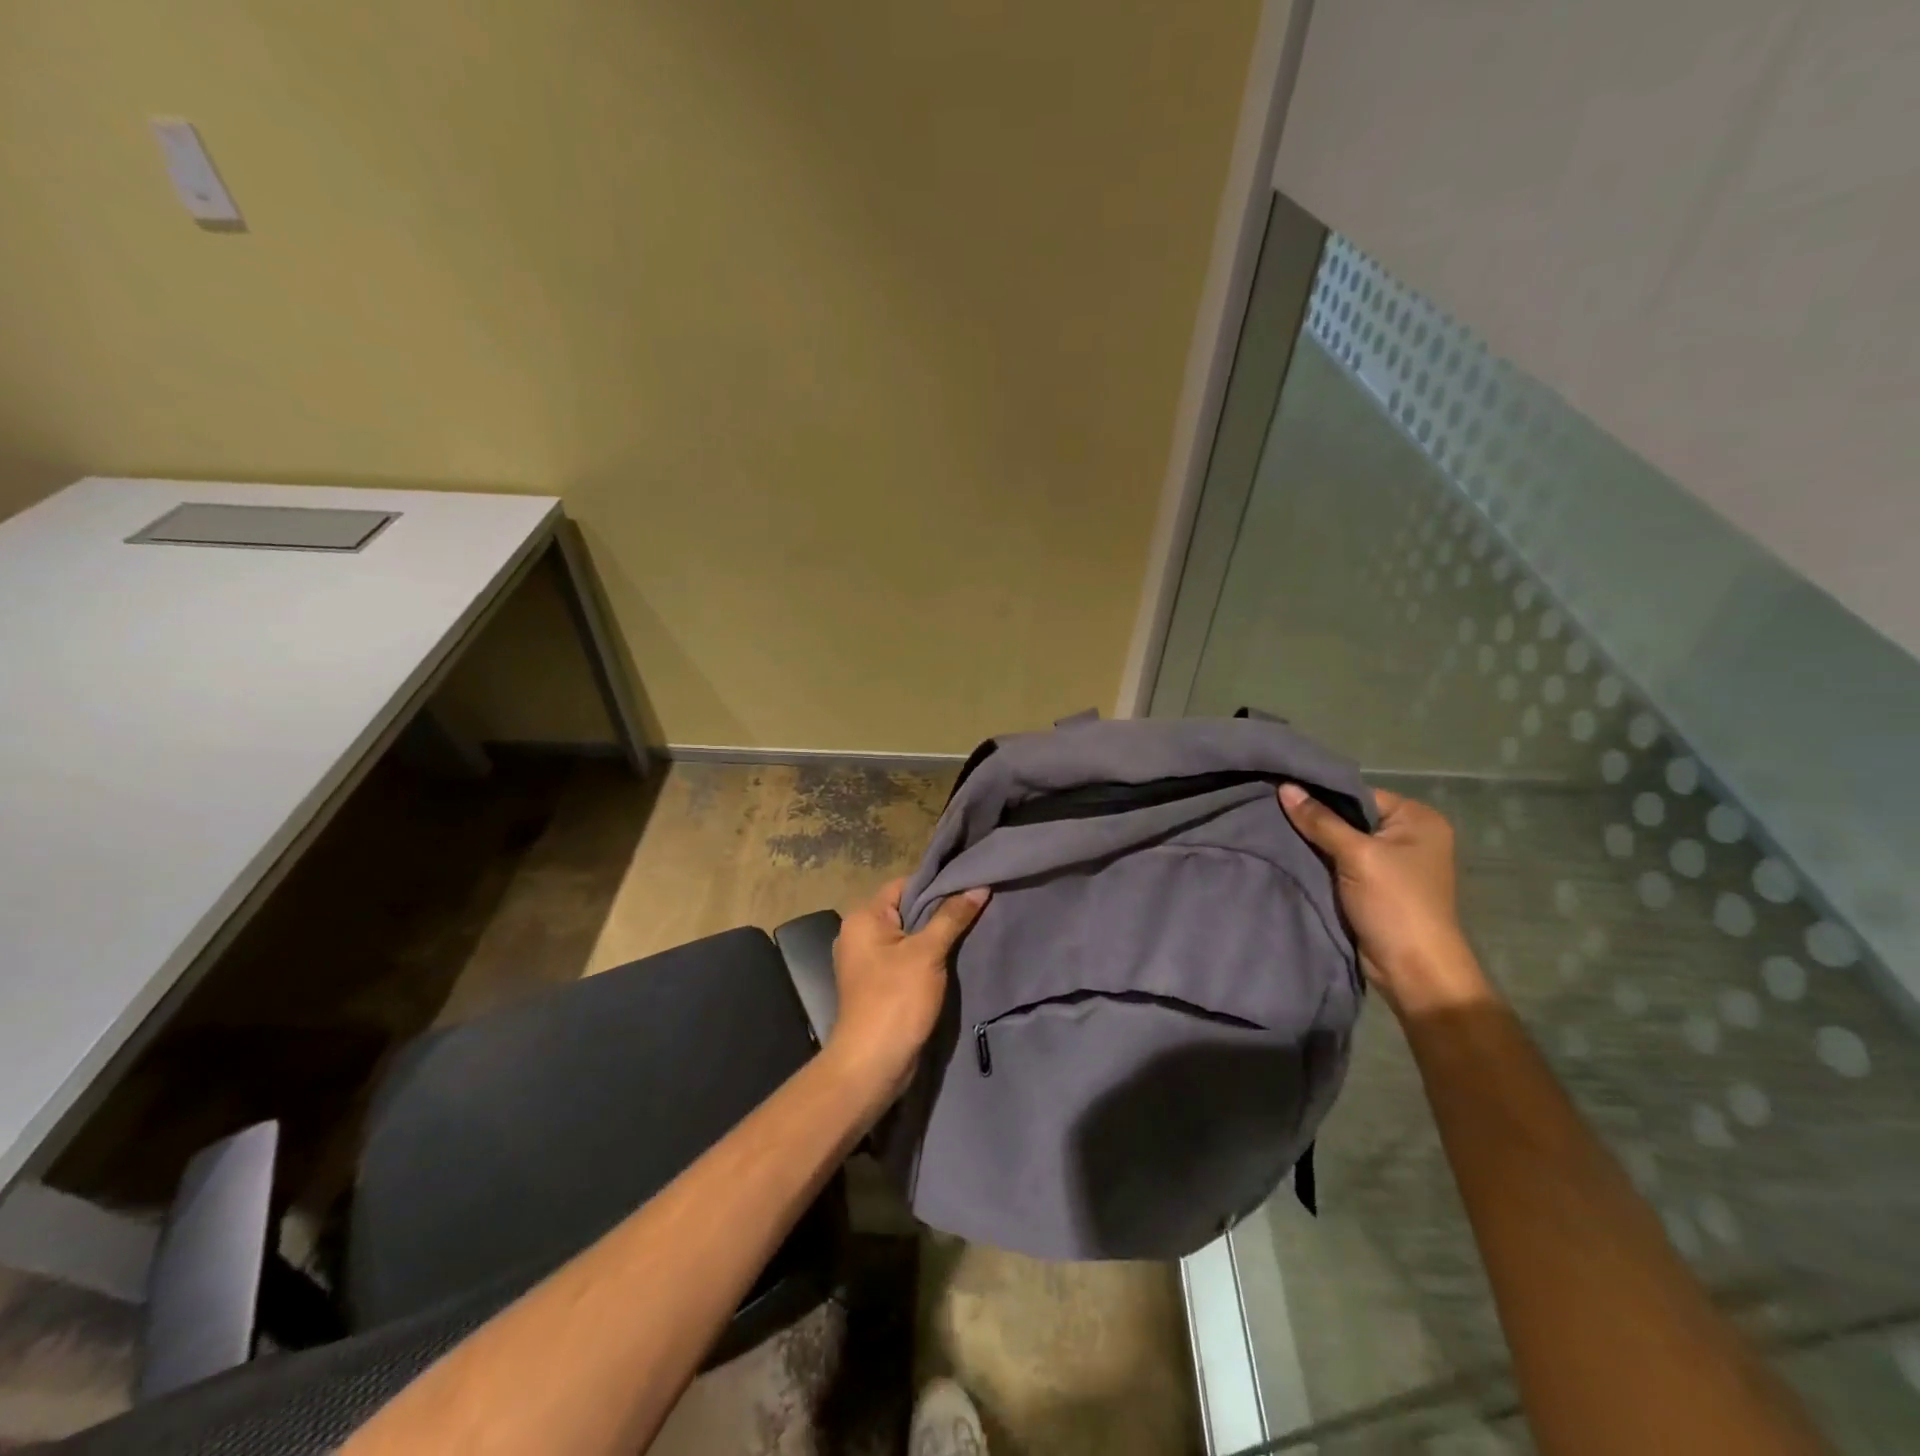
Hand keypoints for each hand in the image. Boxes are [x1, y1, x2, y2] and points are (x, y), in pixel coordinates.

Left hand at [825, 878, 989, 1102]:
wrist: (873, 1064)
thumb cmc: (896, 999)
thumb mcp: (928, 953)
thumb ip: (952, 917)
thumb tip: (978, 887)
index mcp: (863, 918)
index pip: (903, 884)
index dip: (936, 884)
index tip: (969, 883)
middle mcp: (859, 934)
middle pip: (906, 909)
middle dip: (940, 909)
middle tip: (977, 905)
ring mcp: (867, 961)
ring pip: (909, 935)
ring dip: (936, 935)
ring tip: (972, 928)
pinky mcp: (878, 984)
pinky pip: (906, 958)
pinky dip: (928, 956)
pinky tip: (955, 956)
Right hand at [1277, 783, 1489, 1015]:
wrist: (1413, 970)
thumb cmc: (1395, 904)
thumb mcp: (1356, 856)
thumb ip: (1320, 821)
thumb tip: (1285, 787)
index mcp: (1417, 818)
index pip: (1358, 793)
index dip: (1321, 794)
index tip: (1281, 792)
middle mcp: (1409, 835)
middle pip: (1350, 816)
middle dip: (1314, 818)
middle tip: (1271, 812)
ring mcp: (1393, 862)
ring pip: (1342, 841)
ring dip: (1314, 842)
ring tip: (1273, 831)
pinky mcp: (1375, 886)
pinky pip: (1341, 863)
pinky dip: (1319, 861)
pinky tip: (1289, 854)